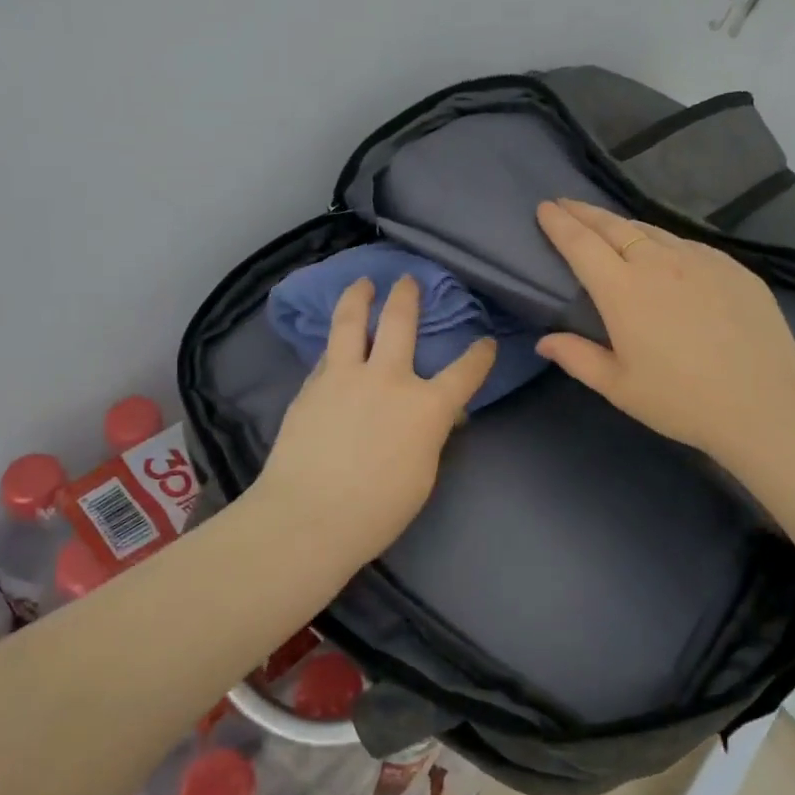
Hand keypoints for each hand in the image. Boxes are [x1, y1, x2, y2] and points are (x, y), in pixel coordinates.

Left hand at [253, 275, 496, 564]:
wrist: (308, 516)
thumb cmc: (376, 510)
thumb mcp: (421, 475)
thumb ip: (429, 436)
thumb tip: (436, 416)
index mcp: (426, 407)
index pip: (464, 372)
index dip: (479, 355)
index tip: (486, 341)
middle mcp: (388, 379)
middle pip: (400, 322)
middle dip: (407, 296)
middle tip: (407, 279)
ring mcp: (345, 376)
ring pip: (351, 321)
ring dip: (359, 296)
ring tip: (363, 282)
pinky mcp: (312, 385)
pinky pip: (328, 352)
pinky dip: (337, 339)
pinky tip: (335, 338)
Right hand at [534, 198, 794, 471]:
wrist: (764, 404)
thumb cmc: (680, 400)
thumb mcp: (618, 387)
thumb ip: (577, 357)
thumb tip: (544, 341)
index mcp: (622, 290)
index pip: (581, 244)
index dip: (560, 223)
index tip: (544, 207)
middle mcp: (658, 263)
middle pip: (613, 226)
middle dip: (584, 212)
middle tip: (565, 203)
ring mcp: (700, 260)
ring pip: (651, 231)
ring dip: (622, 224)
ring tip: (607, 224)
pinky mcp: (732, 267)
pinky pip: (686, 244)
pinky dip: (662, 240)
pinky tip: (663, 251)